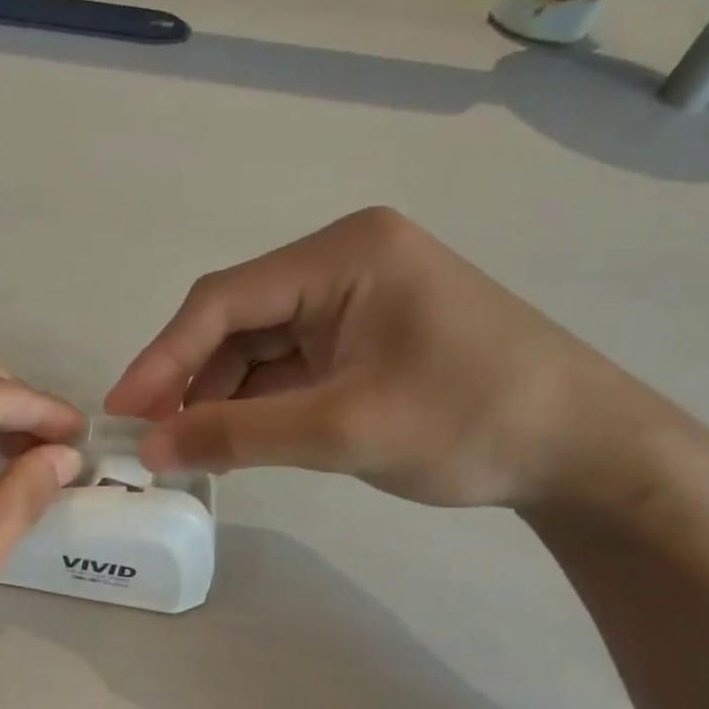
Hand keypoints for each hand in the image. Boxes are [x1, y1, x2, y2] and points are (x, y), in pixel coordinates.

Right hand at [106, 206, 688, 510]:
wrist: (587, 453)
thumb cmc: (475, 423)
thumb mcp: (345, 431)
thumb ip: (238, 437)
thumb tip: (149, 451)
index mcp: (344, 255)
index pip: (224, 301)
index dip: (163, 358)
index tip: (121, 411)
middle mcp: (341, 265)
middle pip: (235, 322)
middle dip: (189, 382)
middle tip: (149, 439)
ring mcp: (352, 303)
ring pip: (255, 350)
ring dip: (218, 399)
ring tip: (187, 452)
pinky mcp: (360, 340)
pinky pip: (284, 369)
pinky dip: (254, 407)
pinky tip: (232, 443)